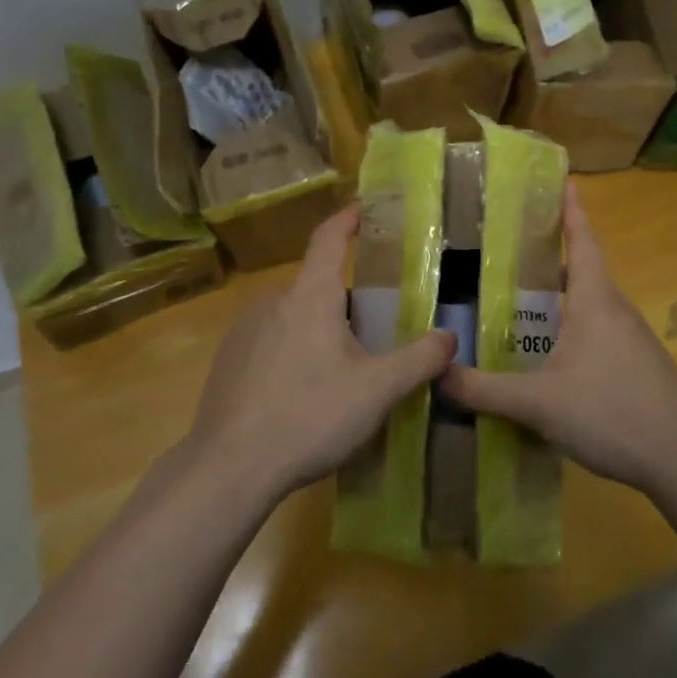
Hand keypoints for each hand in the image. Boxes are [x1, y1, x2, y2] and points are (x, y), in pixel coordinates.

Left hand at [183, 205, 455, 502]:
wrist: (228, 468)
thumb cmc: (310, 416)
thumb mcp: (378, 391)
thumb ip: (419, 361)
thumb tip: (449, 338)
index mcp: (311, 296)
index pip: (329, 238)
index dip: (348, 219)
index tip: (363, 209)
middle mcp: (273, 301)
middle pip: (318, 287)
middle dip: (346, 304)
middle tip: (372, 336)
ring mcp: (244, 330)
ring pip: (293, 317)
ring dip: (318, 331)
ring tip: (339, 373)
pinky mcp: (227, 360)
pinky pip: (269, 342)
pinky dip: (290, 353)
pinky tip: (300, 396)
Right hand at [440, 183, 676, 493]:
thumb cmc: (613, 413)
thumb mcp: (539, 403)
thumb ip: (485, 390)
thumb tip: (437, 374)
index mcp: (594, 300)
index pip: (581, 241)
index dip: (571, 209)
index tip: (564, 179)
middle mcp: (615, 310)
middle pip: (580, 271)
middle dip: (547, 259)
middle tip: (506, 252)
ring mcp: (631, 339)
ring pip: (587, 306)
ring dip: (557, 300)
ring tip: (516, 306)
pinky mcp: (638, 367)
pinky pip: (597, 334)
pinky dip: (569, 330)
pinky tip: (548, 359)